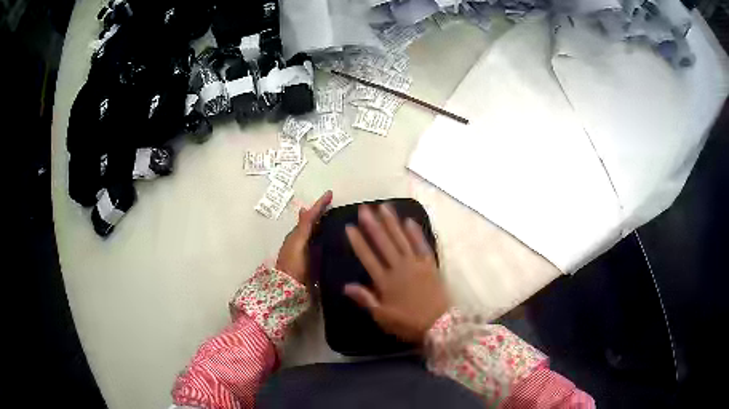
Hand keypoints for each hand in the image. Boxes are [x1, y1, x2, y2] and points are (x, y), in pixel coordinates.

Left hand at [275, 191, 332, 283]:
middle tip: (338, 206)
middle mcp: (303, 241)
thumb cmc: (293, 264)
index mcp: (298, 234)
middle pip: (315, 223)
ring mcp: (308, 252)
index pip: (310, 216)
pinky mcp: (314, 262)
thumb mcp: (297, 244)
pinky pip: (323, 246)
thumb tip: (305, 208)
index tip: (330, 193)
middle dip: (325, 214)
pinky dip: (329, 240)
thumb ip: (302, 228)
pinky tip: (338, 241)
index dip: (320, 204)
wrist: (290, 288)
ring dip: (327, 226)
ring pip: (319, 234)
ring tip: (342, 220)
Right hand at [344, 204, 448, 343]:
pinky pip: (422, 244)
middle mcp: (399, 268)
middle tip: (364, 208)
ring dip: (392, 222)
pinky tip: (409, 220)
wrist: (439, 324)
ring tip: (383, 206)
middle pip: (384, 243)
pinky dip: (415, 232)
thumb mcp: (382, 317)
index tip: (349, 227)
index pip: (368, 257)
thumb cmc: (408, 323)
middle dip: (373, 224)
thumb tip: (346, 286)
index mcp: (385, 281)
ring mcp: (416, 264)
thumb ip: (365, 299)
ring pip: (401, 239)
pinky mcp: (430, 264)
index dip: (358, 241)